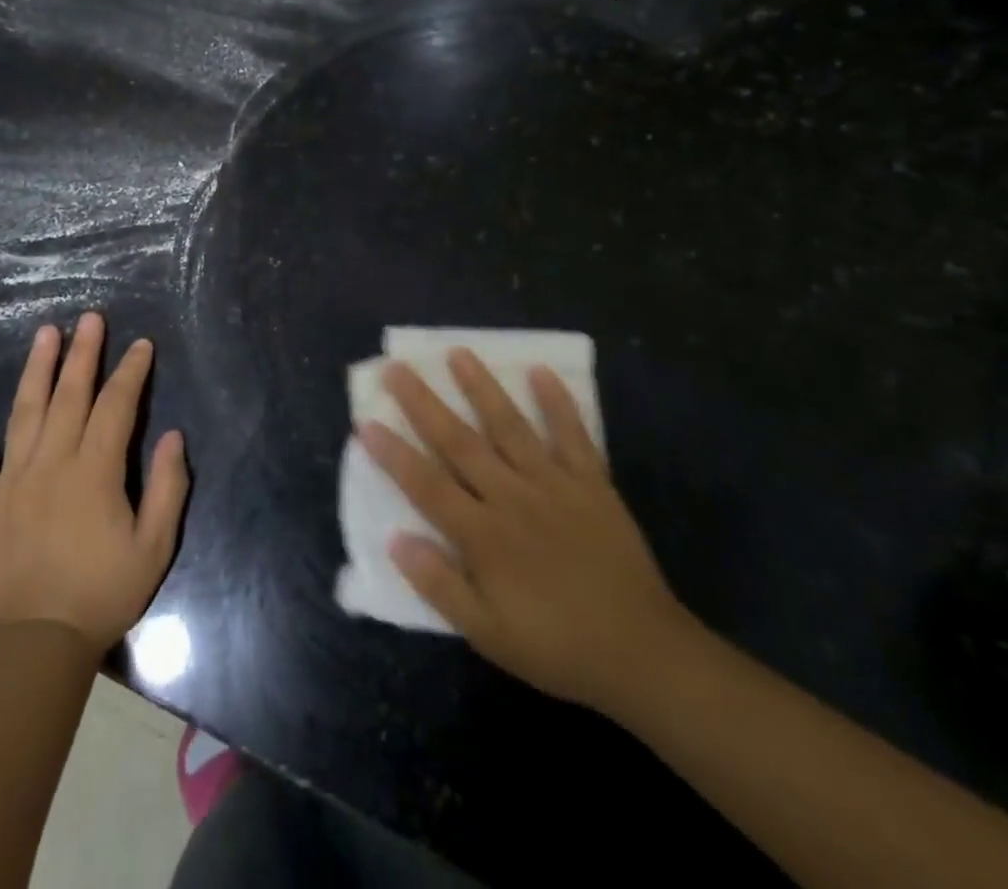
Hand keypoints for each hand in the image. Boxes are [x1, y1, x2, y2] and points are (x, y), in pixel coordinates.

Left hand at [0, 312, 189, 652]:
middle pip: (70, 395)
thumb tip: (173, 435)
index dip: (130, 372)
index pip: (117, 406)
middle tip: (90, 318)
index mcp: (95, 471)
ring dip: (37, 368)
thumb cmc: (102, 594)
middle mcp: (52, 462)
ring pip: (25, 411)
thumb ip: (169, 487)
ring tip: (46, 334)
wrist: (35, 645)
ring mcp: (12, 480)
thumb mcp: (155, 547)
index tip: (140, 345)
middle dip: (84, 353)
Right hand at [360, 350, 693, 713]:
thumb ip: (441, 586)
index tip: (366, 422)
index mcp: (484, 536)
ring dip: (482, 388)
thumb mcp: (489, 635)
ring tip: (458, 353)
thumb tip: (396, 540)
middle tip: (397, 368)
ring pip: (510, 426)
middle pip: (460, 442)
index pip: (427, 486)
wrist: (642, 654)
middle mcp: (513, 498)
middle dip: (423, 404)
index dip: (394, 454)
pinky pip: (573, 435)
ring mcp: (554, 484)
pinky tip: (542, 372)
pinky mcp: (592, 483)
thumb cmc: (556, 647)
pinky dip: (558, 403)